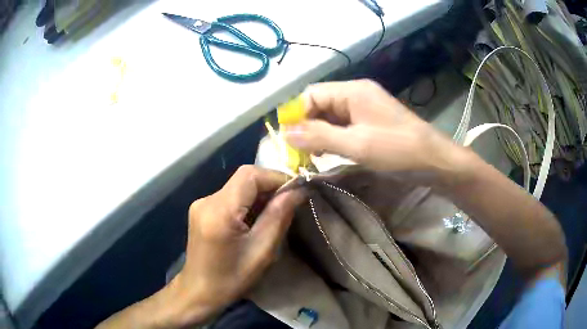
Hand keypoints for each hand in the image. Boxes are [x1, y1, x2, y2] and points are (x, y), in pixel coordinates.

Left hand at [175, 165, 304, 322]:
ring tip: (275, 214)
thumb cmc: (232, 278)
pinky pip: (230, 196)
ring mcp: (201, 204)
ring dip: (260, 195)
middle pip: (244, 178)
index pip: (250, 175)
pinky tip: (255, 220)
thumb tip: (298, 191)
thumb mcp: (261, 251)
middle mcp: (207, 200)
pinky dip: (247, 202)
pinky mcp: (202, 209)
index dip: (276, 177)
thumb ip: (279, 216)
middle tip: (290, 204)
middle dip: (270, 187)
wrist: (199, 291)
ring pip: (238, 186)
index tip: (297, 191)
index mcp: (219, 211)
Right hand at [285, 80, 464, 184]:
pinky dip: (332, 138)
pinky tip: (328, 152)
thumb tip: (285, 133)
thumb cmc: (398, 150)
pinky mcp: (370, 121)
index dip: (296, 115)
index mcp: (352, 91)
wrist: (434, 160)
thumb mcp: (356, 144)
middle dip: (306, 126)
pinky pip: (342, 125)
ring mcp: (364, 108)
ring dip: (318, 134)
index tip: (287, 140)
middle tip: (299, 152)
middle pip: (319, 104)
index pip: (311, 94)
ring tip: (311, 155)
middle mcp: (356, 94)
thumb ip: (319, 136)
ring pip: (330, 116)